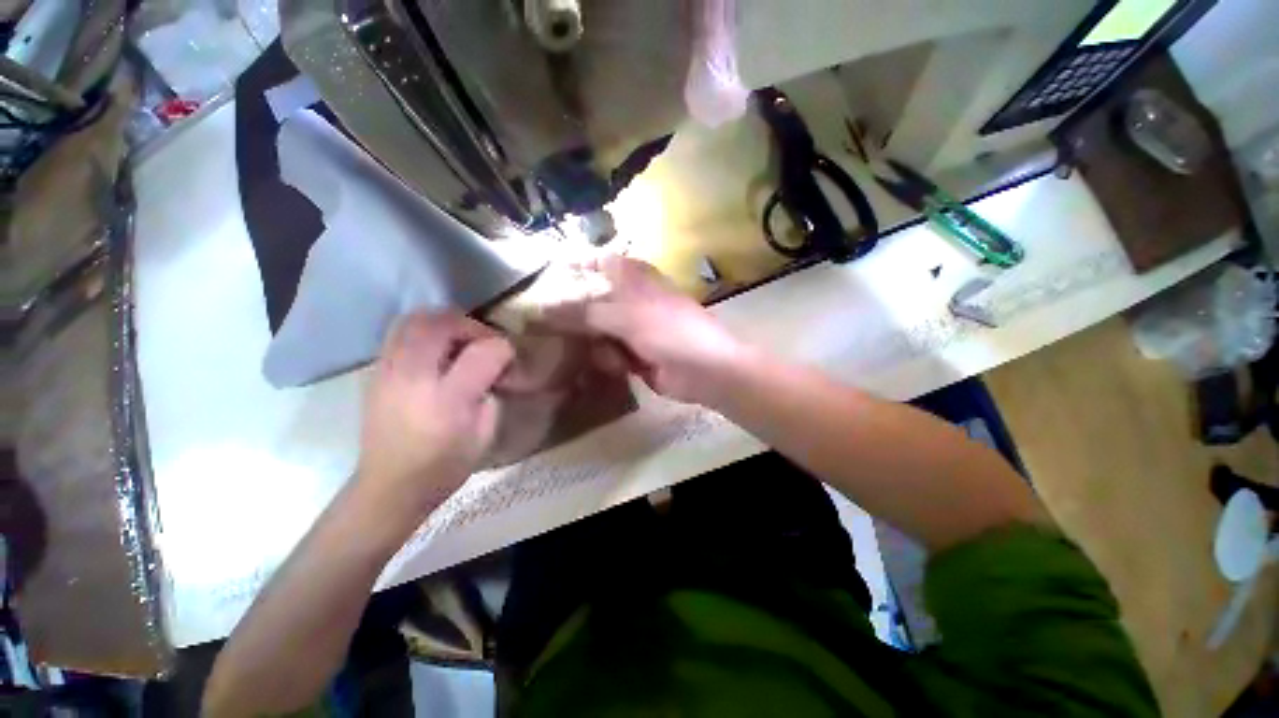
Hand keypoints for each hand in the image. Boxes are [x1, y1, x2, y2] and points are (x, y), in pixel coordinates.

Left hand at [356, 312, 514, 518]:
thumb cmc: (444, 465)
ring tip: (459, 342)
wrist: (390, 486)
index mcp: (447, 399)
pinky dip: (424, 333)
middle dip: (469, 325)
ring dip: (443, 324)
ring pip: (413, 320)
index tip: (509, 358)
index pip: (482, 352)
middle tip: (482, 342)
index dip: (502, 348)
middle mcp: (413, 377)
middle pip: (440, 323)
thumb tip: (493, 367)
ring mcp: (387, 371)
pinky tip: (436, 354)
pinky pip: (399, 333)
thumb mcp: (484, 433)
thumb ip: (492, 392)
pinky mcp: (376, 372)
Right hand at [546, 256, 747, 404]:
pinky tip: (621, 366)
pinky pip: (607, 354)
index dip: (572, 268)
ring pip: (596, 331)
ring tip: (611, 354)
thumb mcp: (625, 316)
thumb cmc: (670, 331)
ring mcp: (631, 328)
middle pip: (590, 301)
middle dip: (574, 317)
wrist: (705, 370)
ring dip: (596, 345)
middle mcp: (630, 300)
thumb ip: (584, 312)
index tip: (544, 281)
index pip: (596, 262)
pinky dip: (609, 361)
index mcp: (632, 278)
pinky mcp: (633, 354)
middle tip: (549, 329)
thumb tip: (542, 309)